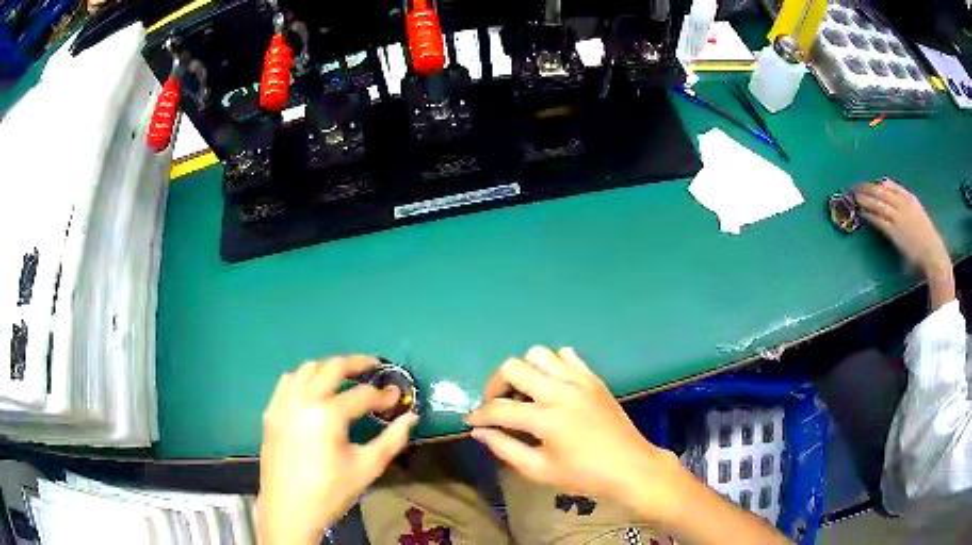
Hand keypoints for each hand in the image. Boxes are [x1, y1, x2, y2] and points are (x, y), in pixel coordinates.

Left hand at [258, 357, 418, 544]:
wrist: (289, 510)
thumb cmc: (331, 492)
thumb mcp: (368, 468)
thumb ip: (392, 439)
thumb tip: (411, 417)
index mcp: (327, 415)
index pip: (362, 394)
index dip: (383, 395)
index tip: (396, 397)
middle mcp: (302, 400)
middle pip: (332, 367)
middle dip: (357, 363)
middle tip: (374, 367)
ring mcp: (282, 404)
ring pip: (307, 369)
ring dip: (329, 368)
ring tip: (345, 378)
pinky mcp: (271, 412)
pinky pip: (288, 382)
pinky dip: (304, 378)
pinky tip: (314, 392)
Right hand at [465, 346, 683, 524]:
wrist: (630, 466)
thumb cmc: (584, 475)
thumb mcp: (539, 470)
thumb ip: (505, 448)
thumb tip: (478, 432)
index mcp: (546, 418)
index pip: (499, 408)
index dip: (479, 415)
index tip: (470, 421)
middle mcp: (560, 391)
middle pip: (513, 367)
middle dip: (496, 385)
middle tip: (497, 405)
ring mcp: (580, 381)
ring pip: (539, 354)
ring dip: (525, 370)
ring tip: (525, 393)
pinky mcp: (594, 379)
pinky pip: (567, 356)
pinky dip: (553, 365)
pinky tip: (552, 385)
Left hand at [853, 180, 949, 275]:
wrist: (933, 254)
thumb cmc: (927, 240)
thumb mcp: (918, 215)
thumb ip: (907, 208)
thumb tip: (894, 206)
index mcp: (910, 199)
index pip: (890, 185)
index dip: (877, 184)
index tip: (869, 184)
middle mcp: (903, 204)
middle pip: (881, 191)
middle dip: (867, 188)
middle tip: (855, 187)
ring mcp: (898, 217)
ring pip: (878, 203)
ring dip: (864, 199)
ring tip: (854, 197)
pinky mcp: (894, 232)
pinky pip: (879, 219)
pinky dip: (869, 214)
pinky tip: (861, 213)